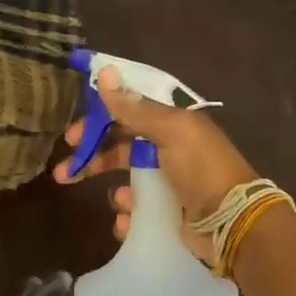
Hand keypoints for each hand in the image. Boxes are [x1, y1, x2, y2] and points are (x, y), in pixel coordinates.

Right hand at [52, 64, 257, 260]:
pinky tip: (129, 223)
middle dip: (92, 160)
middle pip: (121, 151)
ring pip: (126, 185)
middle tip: (64, 173)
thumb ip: (136, 107)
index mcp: (172, 126)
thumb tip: (107, 72)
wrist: (231, 222)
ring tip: (120, 203)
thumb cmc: (201, 169)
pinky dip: (128, 219)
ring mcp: (168, 186)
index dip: (98, 122)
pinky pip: (137, 215)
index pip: (127, 116)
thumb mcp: (170, 131)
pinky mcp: (167, 216)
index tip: (72, 135)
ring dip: (116, 193)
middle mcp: (169, 153)